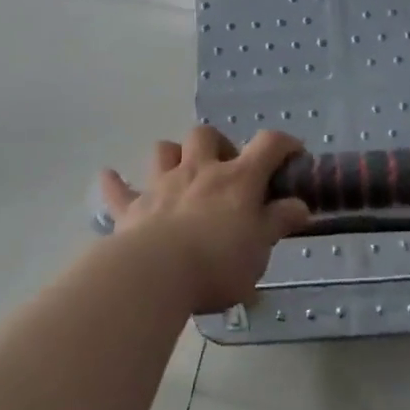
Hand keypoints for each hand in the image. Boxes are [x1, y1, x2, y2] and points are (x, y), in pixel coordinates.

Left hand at [98, 127, 312, 312]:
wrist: (157, 274)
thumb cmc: (218, 263)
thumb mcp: (261, 248)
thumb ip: (279, 222)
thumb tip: (299, 205)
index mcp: (237, 179)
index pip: (268, 145)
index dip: (284, 144)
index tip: (293, 156)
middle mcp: (199, 171)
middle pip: (206, 135)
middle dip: (218, 144)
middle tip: (226, 170)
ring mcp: (161, 185)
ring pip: (164, 150)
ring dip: (173, 155)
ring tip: (181, 172)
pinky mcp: (131, 208)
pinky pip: (118, 189)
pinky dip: (115, 182)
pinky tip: (111, 177)